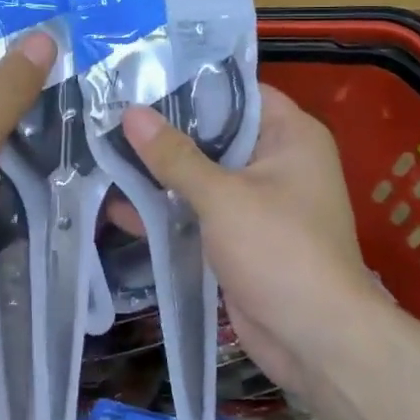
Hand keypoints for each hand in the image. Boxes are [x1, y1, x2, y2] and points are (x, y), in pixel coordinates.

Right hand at [119, 87, 389, 392]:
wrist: (315, 341)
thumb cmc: (280, 251)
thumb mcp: (222, 196)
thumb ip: (174, 155)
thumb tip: (131, 113)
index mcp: (290, 137)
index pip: (239, 92)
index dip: (193, 83)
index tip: (143, 77)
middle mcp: (276, 162)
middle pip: (214, 133)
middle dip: (165, 129)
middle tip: (111, 112)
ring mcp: (256, 202)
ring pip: (201, 174)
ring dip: (159, 172)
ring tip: (103, 152)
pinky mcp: (238, 237)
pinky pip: (197, 211)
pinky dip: (166, 210)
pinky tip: (117, 205)